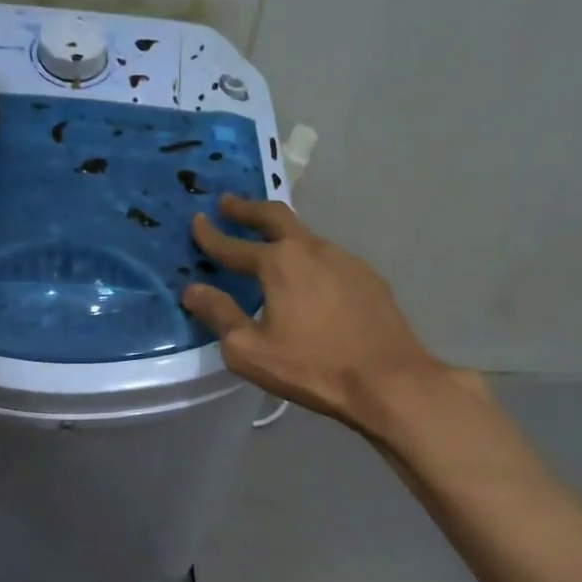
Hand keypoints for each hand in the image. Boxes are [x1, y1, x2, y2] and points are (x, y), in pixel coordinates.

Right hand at [182, 195, 477, 430]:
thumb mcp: (250, 351)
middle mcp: (311, 249)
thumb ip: (219, 315)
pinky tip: (309, 278)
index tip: (196, 221)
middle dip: (247, 208)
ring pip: (305, 236)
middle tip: (228, 202)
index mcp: (278, 263)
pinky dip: (308, 258)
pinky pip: (328, 258)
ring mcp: (345, 259)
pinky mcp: (368, 277)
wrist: (388, 379)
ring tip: (268, 242)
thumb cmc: (311, 367)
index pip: (234, 245)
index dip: (211, 235)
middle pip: (275, 216)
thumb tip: (193, 290)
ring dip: (281, 233)